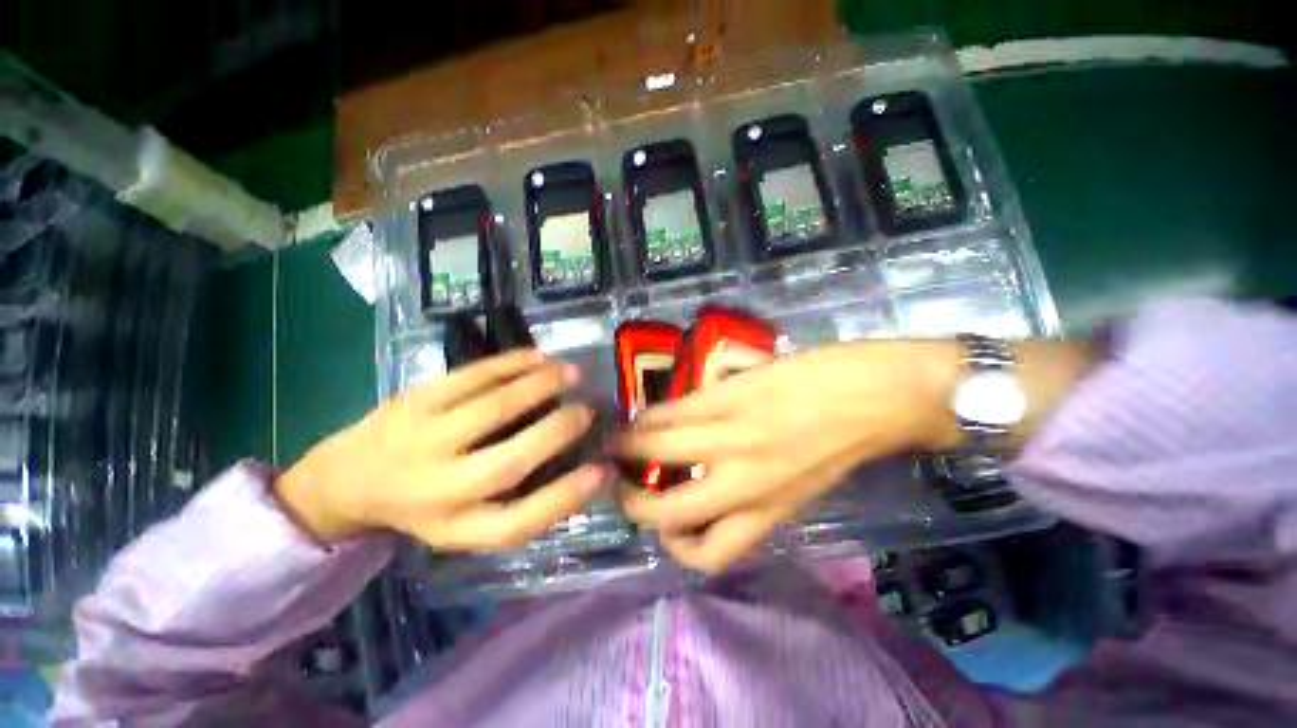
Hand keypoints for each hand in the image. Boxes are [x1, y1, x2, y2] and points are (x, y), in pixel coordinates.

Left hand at [275, 350, 607, 548]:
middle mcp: (438, 489)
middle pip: (507, 462)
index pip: (518, 522)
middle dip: (558, 431)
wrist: (345, 479)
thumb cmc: (423, 505)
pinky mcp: (413, 400)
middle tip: (590, 409)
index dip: (566, 497)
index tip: (604, 470)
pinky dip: (511, 363)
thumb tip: (579, 463)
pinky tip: (538, 357)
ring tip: (572, 373)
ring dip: (540, 386)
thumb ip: (517, 501)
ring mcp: (422, 438)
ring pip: (493, 407)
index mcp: (456, 527)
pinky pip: (471, 376)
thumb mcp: (465, 523)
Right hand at [613, 340, 961, 571]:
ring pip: (661, 449)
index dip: (674, 545)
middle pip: (668, 511)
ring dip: (630, 446)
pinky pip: (676, 409)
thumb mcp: (803, 484)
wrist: (884, 396)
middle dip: (632, 502)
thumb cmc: (849, 442)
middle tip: (618, 483)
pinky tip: (647, 411)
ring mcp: (735, 436)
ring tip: (620, 439)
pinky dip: (652, 413)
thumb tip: (711, 477)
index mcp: (769, 510)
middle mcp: (745, 483)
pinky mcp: (732, 395)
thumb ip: (757, 489)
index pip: (710, 551)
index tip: (661, 525)